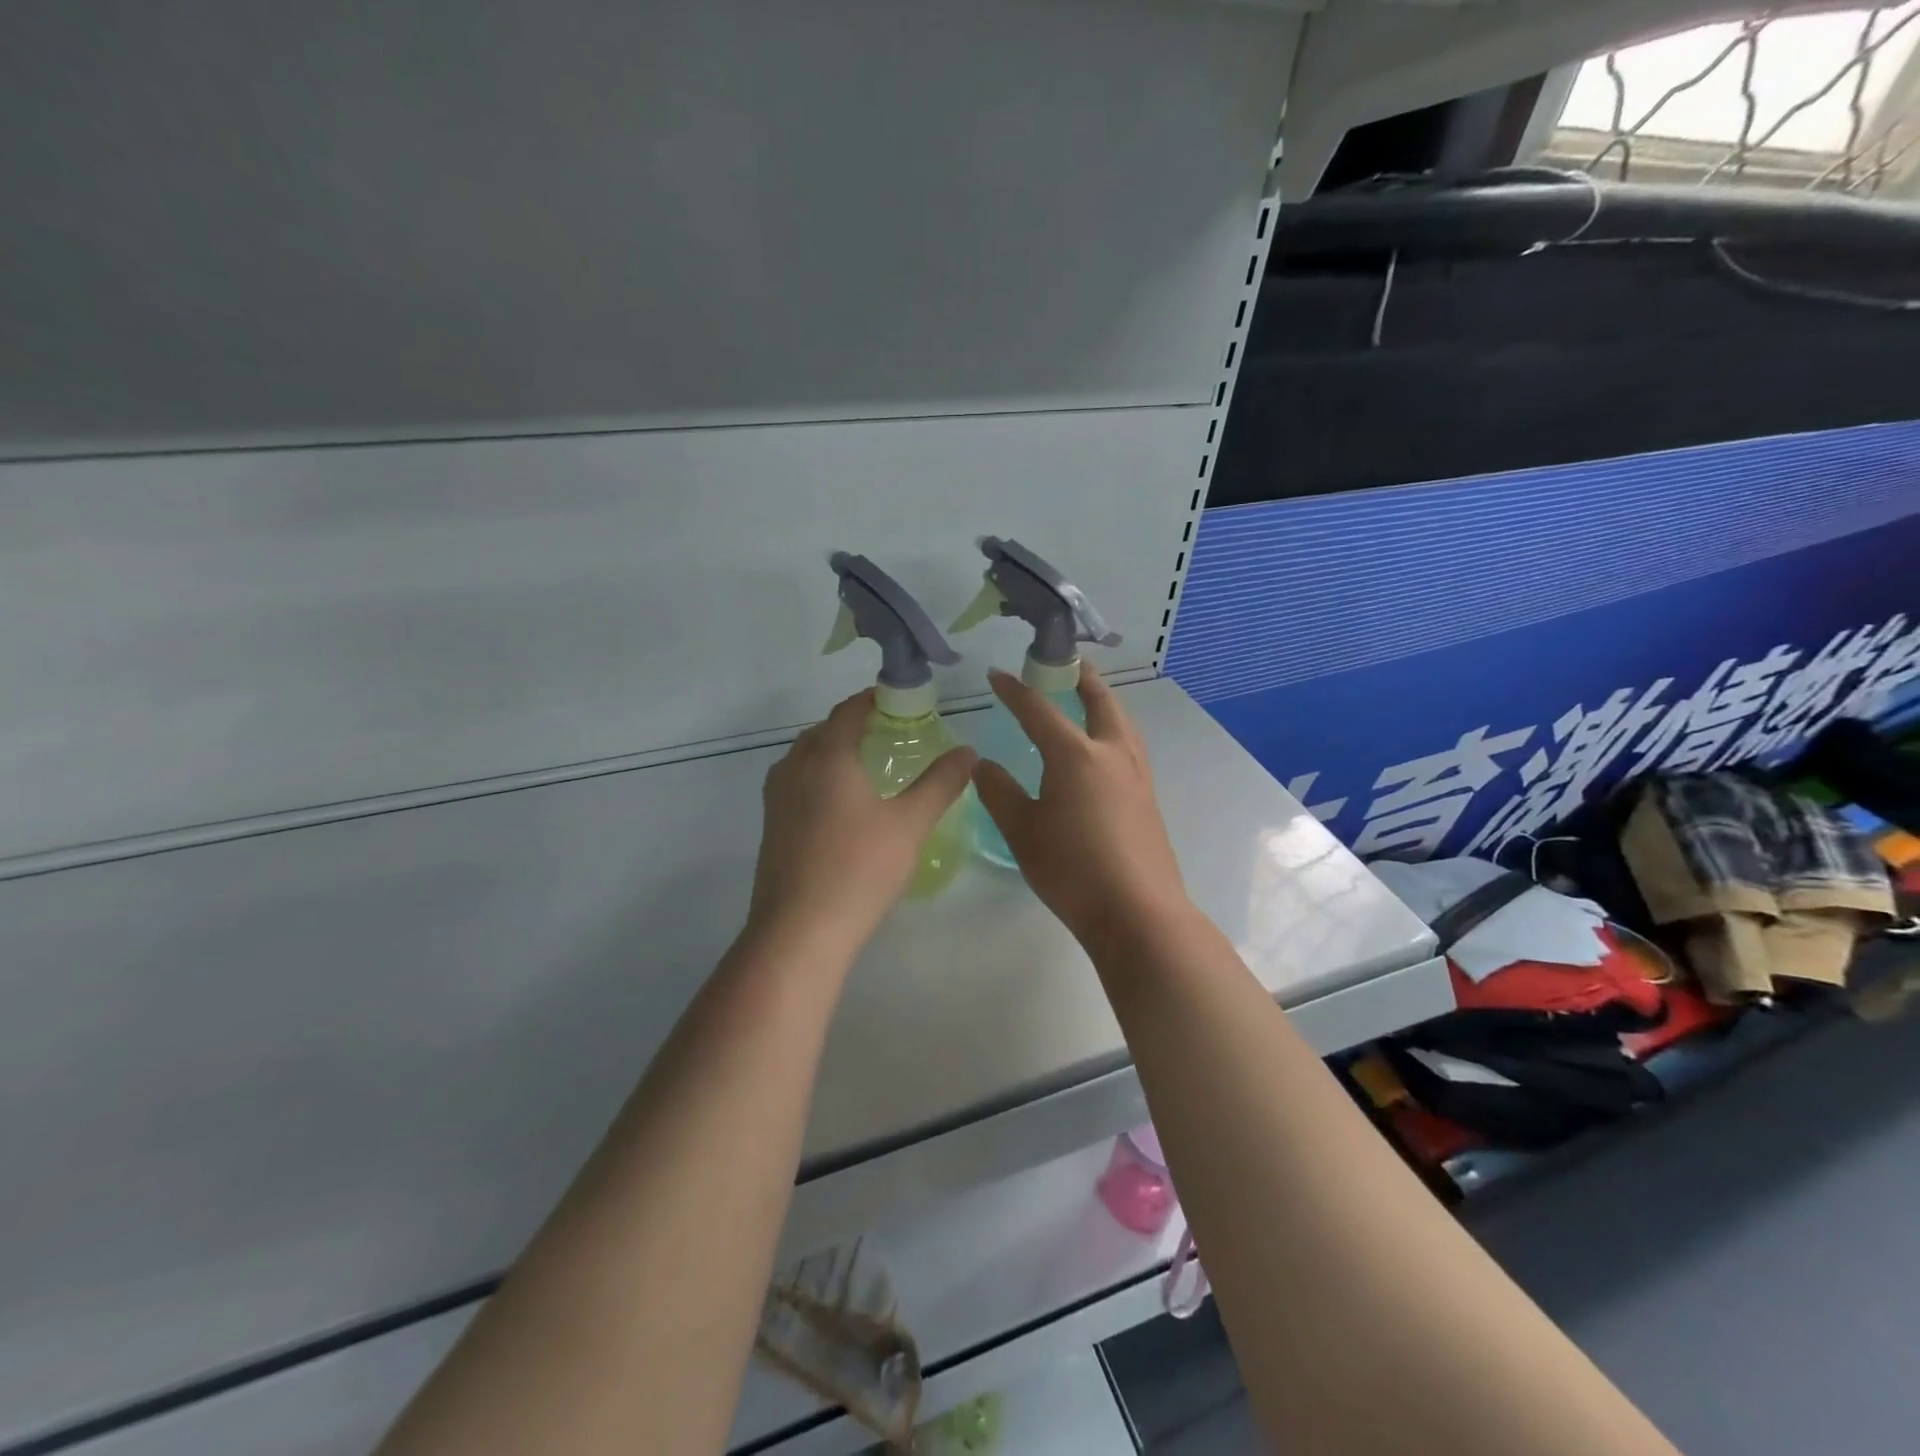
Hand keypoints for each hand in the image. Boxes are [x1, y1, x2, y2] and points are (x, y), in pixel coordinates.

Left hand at [746, 689, 976, 962]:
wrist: (799, 930)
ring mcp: (777, 798)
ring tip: (866, 765)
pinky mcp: (771, 826)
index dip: (872, 699)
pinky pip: (796, 783)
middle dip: (852, 724)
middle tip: (888, 732)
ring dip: (832, 750)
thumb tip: (967, 751)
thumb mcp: (910, 824)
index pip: (848, 710)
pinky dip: (819, 776)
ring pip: (804, 757)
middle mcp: (794, 767)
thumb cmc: (859, 868)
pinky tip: (842, 805)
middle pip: (823, 731)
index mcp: (828, 756)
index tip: (898, 699)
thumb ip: (940, 783)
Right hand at [971, 666, 1188, 953]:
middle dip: (1081, 676)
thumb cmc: (1072, 869)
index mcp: (1076, 755)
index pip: (1039, 709)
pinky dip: (1114, 728)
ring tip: (1089, 697)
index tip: (996, 676)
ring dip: (1105, 700)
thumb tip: (982, 765)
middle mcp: (1111, 753)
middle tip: (1066, 662)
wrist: (1137, 912)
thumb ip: (999, 793)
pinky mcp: (1148, 797)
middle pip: (1100, 700)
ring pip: (1123, 721)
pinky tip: (1104, 750)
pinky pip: (1130, 745)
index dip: (1015, 691)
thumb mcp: (1022, 831)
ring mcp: (1136, 775)